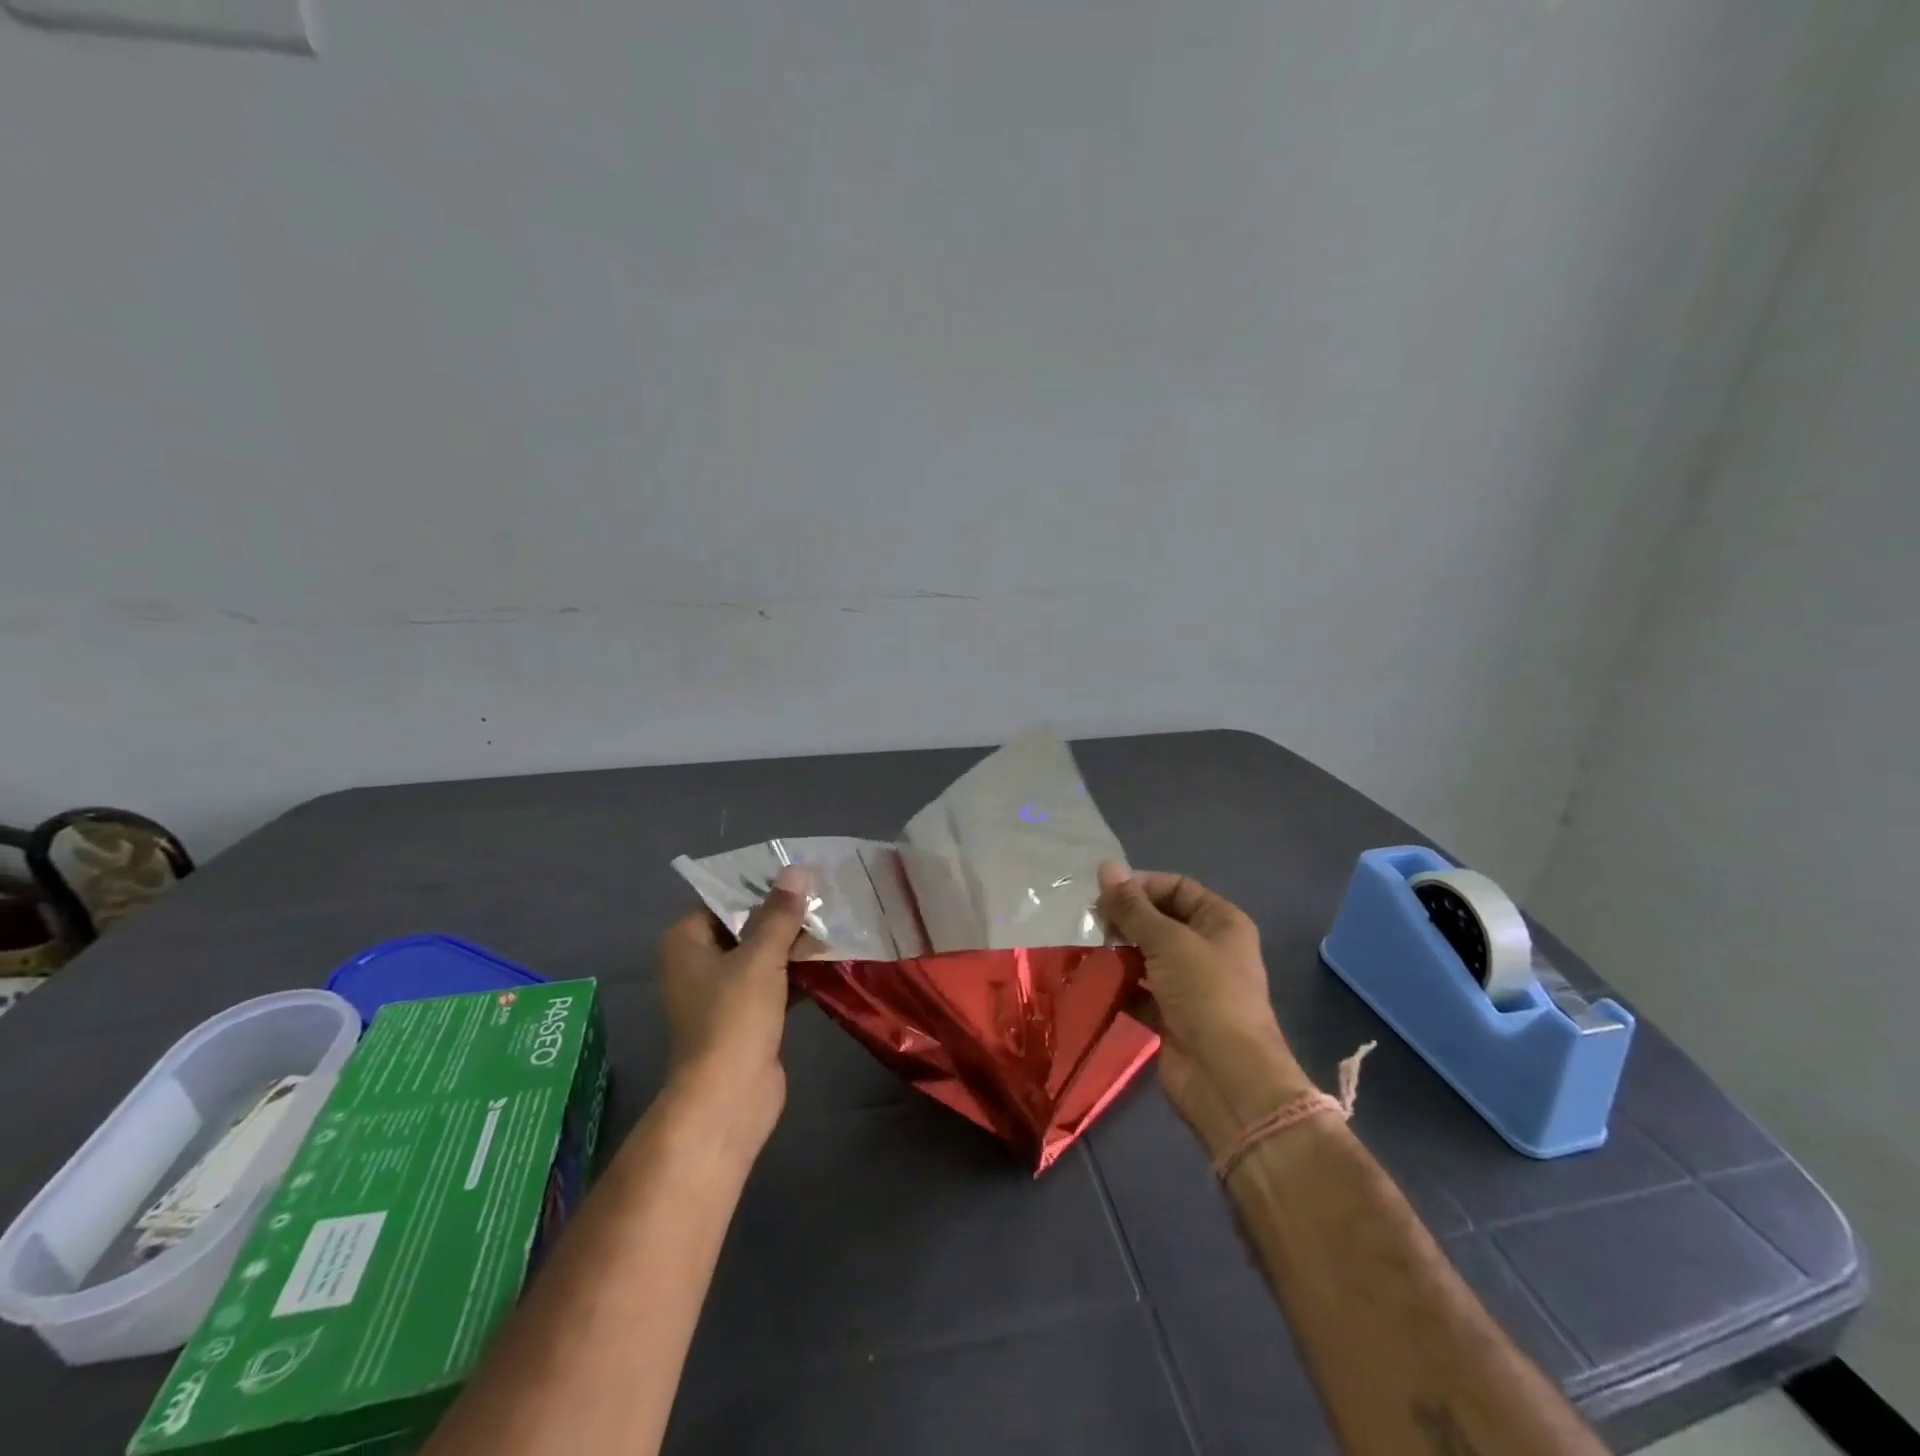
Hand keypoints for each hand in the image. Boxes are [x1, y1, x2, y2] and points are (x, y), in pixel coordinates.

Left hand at [657, 864, 811, 1156]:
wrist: (729, 1097)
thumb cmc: (734, 1016)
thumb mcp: (760, 957)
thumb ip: (780, 913)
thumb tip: (796, 870)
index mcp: (686, 942)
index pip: (722, 898)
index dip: (758, 884)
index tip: (796, 871)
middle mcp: (698, 963)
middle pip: (744, 926)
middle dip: (782, 913)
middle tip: (822, 892)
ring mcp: (721, 993)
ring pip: (761, 955)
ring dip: (793, 942)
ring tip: (833, 918)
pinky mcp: (746, 1017)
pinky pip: (773, 982)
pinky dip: (796, 971)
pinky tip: (830, 957)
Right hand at [1097, 863, 1313, 1159]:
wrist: (1227, 1079)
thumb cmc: (1205, 994)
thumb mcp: (1168, 941)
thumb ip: (1133, 907)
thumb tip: (1106, 866)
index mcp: (1221, 922)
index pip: (1176, 887)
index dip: (1140, 886)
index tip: (1102, 893)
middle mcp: (1208, 949)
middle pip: (1160, 921)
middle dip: (1126, 919)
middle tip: (1090, 922)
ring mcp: (1190, 985)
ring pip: (1147, 956)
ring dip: (1119, 951)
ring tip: (1087, 947)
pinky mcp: (1171, 1016)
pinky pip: (1139, 990)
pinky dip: (1119, 985)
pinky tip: (1093, 979)